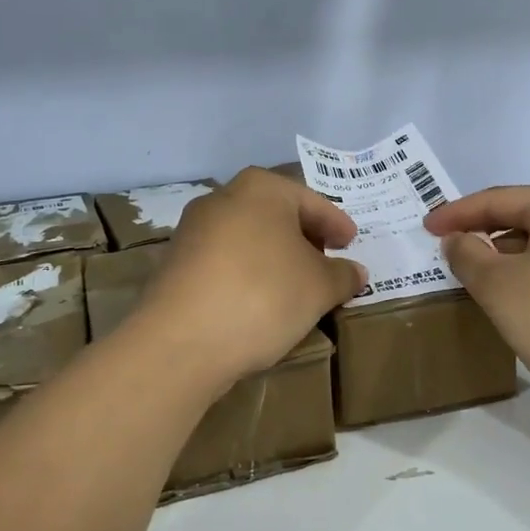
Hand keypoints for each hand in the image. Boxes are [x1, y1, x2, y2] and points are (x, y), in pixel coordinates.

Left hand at [131, 167, 364, 389]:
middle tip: (326, 262)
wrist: (181, 342)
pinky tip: (259, 302)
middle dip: (303, 238)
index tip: (351, 243)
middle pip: (275, 215)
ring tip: (295, 286)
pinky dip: (247, 275)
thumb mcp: (319, 287)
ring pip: (248, 238)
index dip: (336, 224)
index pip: (311, 202)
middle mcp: (222, 199)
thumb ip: (342, 275)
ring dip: (274, 258)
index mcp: (261, 188)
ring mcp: (192, 231)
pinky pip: (224, 262)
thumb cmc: (263, 295)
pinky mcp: (174, 265)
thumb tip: (355, 272)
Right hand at [424, 187, 529, 415]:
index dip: (457, 212)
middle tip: (448, 247)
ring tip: (475, 273)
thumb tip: (458, 240)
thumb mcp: (497, 286)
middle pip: (524, 216)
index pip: (499, 199)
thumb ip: (468, 254)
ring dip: (506, 254)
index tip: (426, 227)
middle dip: (483, 230)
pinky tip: (514, 295)